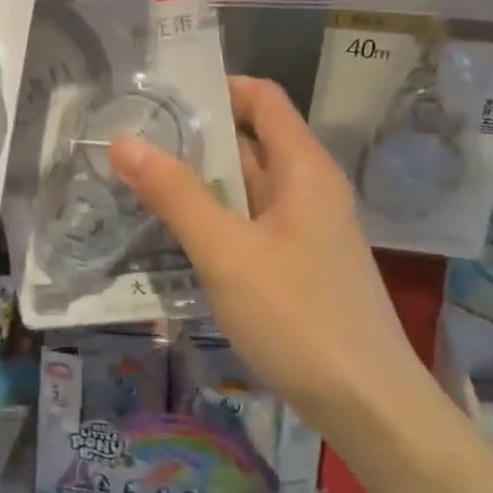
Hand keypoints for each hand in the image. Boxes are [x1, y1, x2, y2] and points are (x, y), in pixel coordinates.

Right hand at [108, 77, 428, 426]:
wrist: (368, 405)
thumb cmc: (298, 317)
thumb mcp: (226, 252)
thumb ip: (175, 195)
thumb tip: (124, 142)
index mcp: (304, 170)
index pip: (262, 99)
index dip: (216, 87)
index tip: (159, 96)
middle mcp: (309, 189)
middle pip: (250, 141)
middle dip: (194, 136)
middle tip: (132, 139)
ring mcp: (305, 230)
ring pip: (247, 187)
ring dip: (199, 181)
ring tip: (139, 180)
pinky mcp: (298, 265)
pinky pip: (250, 223)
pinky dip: (214, 217)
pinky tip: (175, 234)